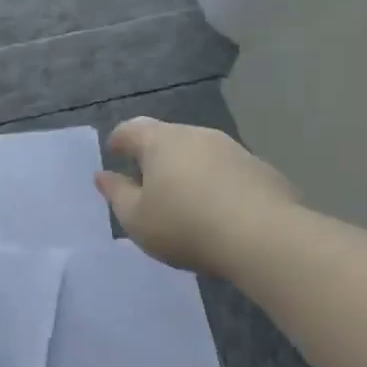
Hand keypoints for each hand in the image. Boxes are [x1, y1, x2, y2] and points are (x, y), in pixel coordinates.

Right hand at [95, 118, 294, 278]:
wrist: (263, 237)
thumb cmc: (185, 225)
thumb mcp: (137, 219)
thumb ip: (117, 194)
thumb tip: (104, 175)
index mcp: (160, 141)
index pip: (130, 129)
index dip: (118, 141)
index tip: (114, 154)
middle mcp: (196, 134)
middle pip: (166, 136)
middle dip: (154, 154)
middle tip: (147, 181)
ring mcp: (232, 148)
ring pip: (199, 151)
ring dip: (187, 167)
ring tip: (184, 197)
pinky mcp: (260, 167)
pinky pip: (227, 169)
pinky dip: (216, 181)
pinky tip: (218, 208)